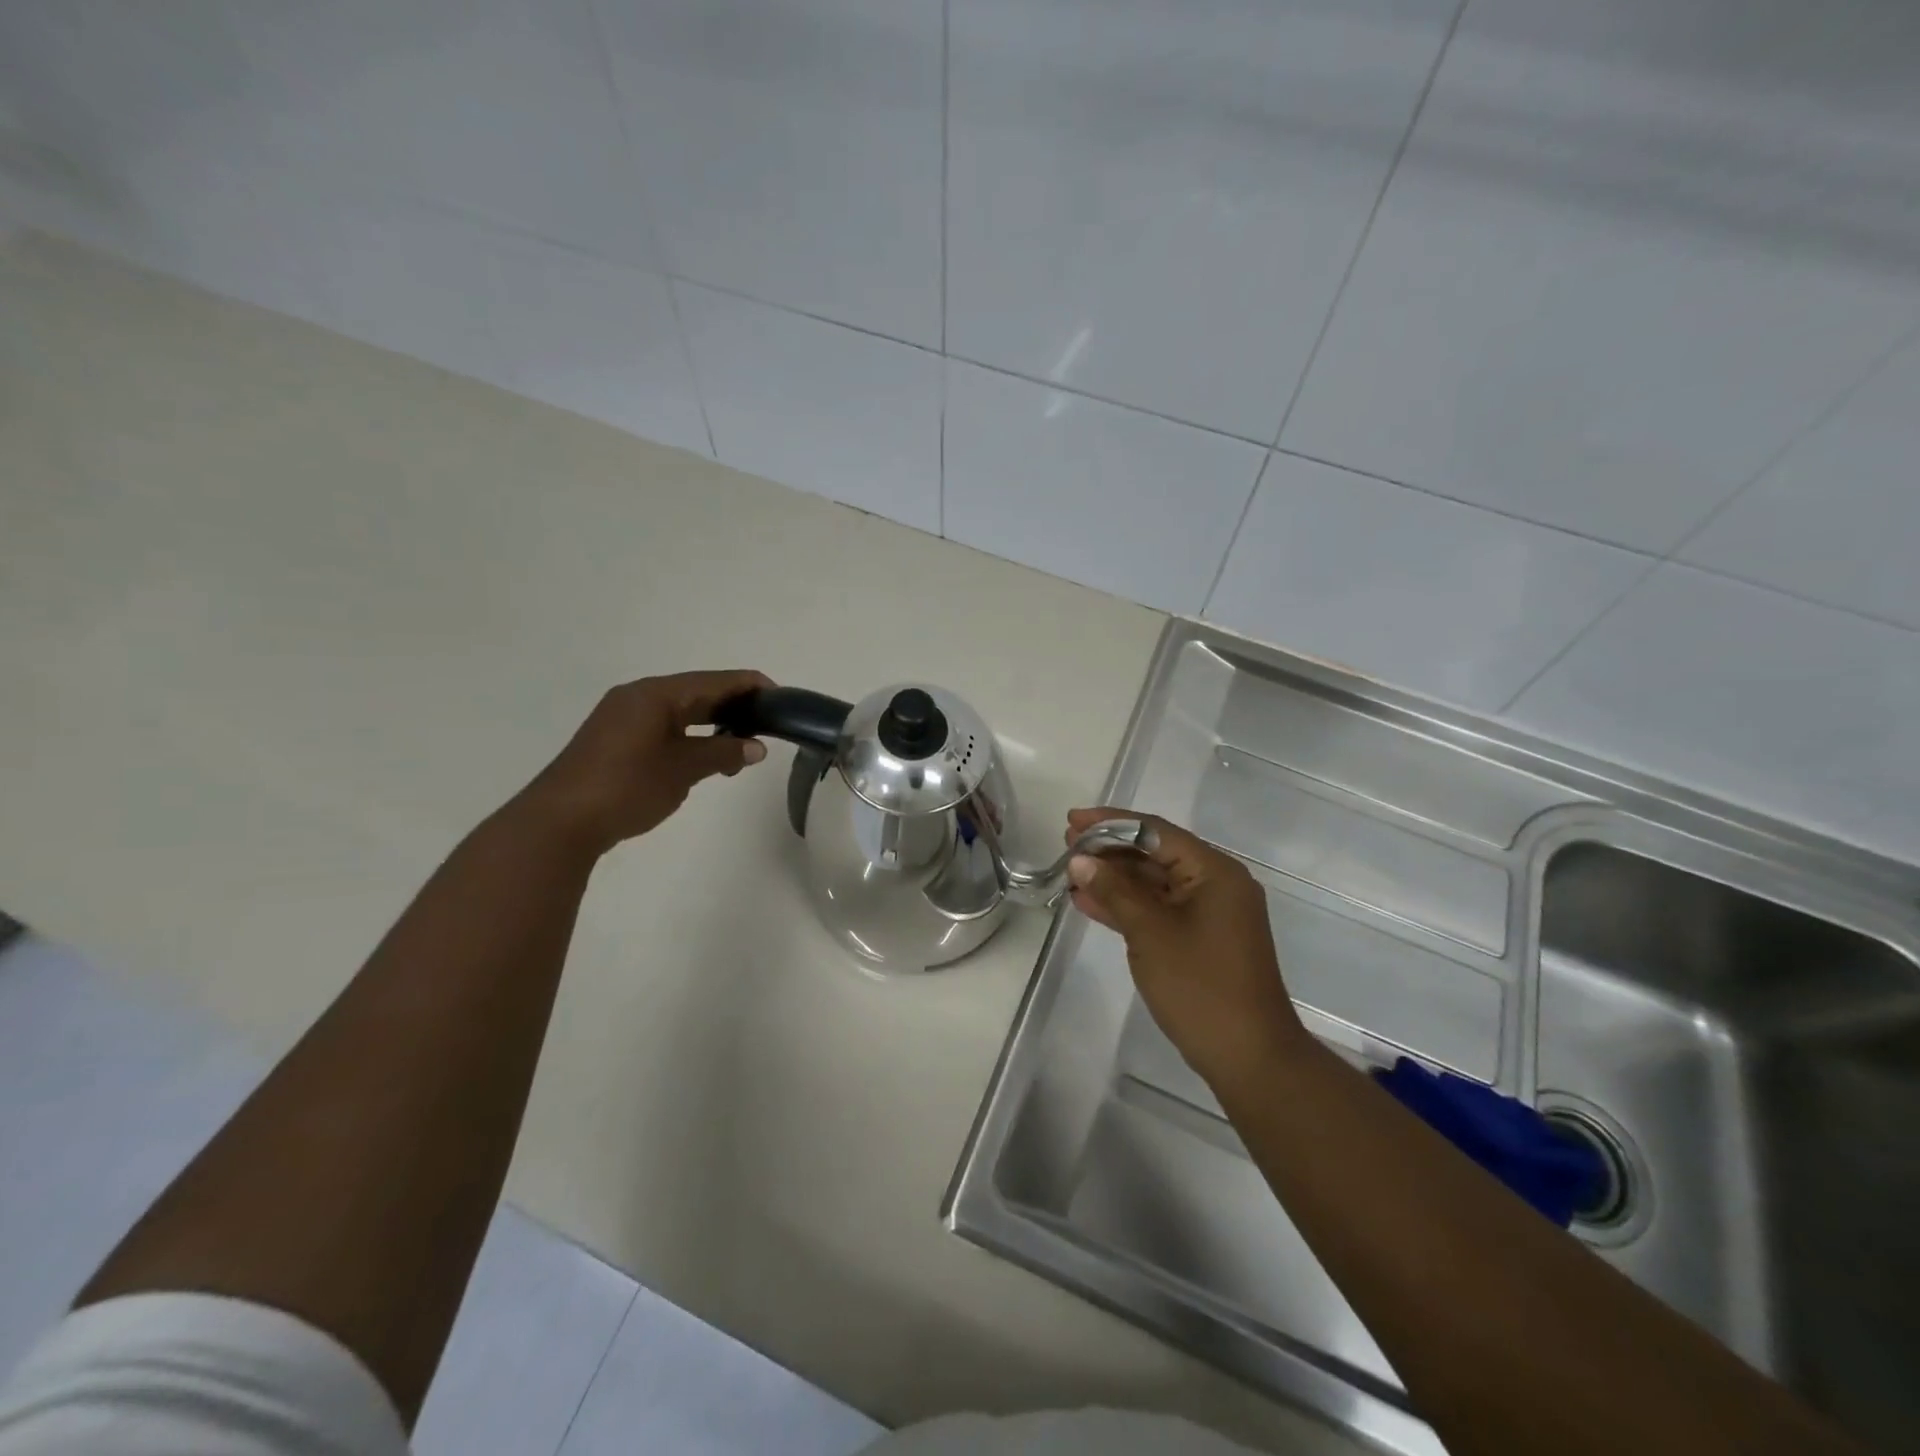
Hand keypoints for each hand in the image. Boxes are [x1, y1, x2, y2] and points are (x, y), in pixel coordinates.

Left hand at [514, 670, 774, 855]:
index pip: (716, 681)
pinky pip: (664, 727)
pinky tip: (705, 757)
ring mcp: (623, 717)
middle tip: (768, 724)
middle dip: (734, 707)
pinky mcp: (615, 739)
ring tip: (741, 748)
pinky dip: (690, 736)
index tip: (782, 700)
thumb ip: (723, 754)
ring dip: (713, 725)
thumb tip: (756, 747)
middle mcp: (639, 696)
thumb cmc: (627, 787)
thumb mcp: (683, 770)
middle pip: (698, 692)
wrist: (559, 822)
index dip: (751, 687)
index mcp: (656, 694)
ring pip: (681, 711)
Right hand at [1065, 808, 1307, 1088]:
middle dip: (1110, 849)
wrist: (1248, 1057)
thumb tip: (1081, 860)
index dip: (1110, 823)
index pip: (1155, 831)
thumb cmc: (1201, 986)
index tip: (1072, 821)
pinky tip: (1089, 902)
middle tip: (1067, 845)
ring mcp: (1209, 913)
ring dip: (1113, 878)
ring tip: (1071, 871)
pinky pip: (1158, 909)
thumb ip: (1114, 890)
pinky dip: (1126, 905)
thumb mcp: (1150, 932)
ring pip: (1153, 882)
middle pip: (1155, 853)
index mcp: (1214, 871)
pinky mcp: (1200, 938)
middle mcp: (1216, 883)